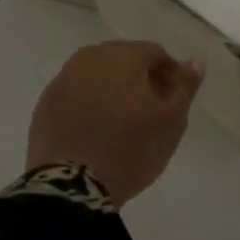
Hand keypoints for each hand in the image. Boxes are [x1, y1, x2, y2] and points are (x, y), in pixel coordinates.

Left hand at [27, 41, 204, 204]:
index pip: (155, 53)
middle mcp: (88, 58)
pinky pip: (75, 97)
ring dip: (112, 91)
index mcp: (122, 56)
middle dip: (140, 80)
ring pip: (96, 77)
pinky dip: (89, 106)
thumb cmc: (130, 149)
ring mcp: (62, 81)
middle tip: (151, 113)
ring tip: (123, 125)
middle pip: (123, 61)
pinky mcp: (44, 106)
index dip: (170, 75)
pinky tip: (96, 132)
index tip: (175, 102)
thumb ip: (185, 86)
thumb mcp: (171, 121)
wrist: (71, 186)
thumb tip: (195, 61)